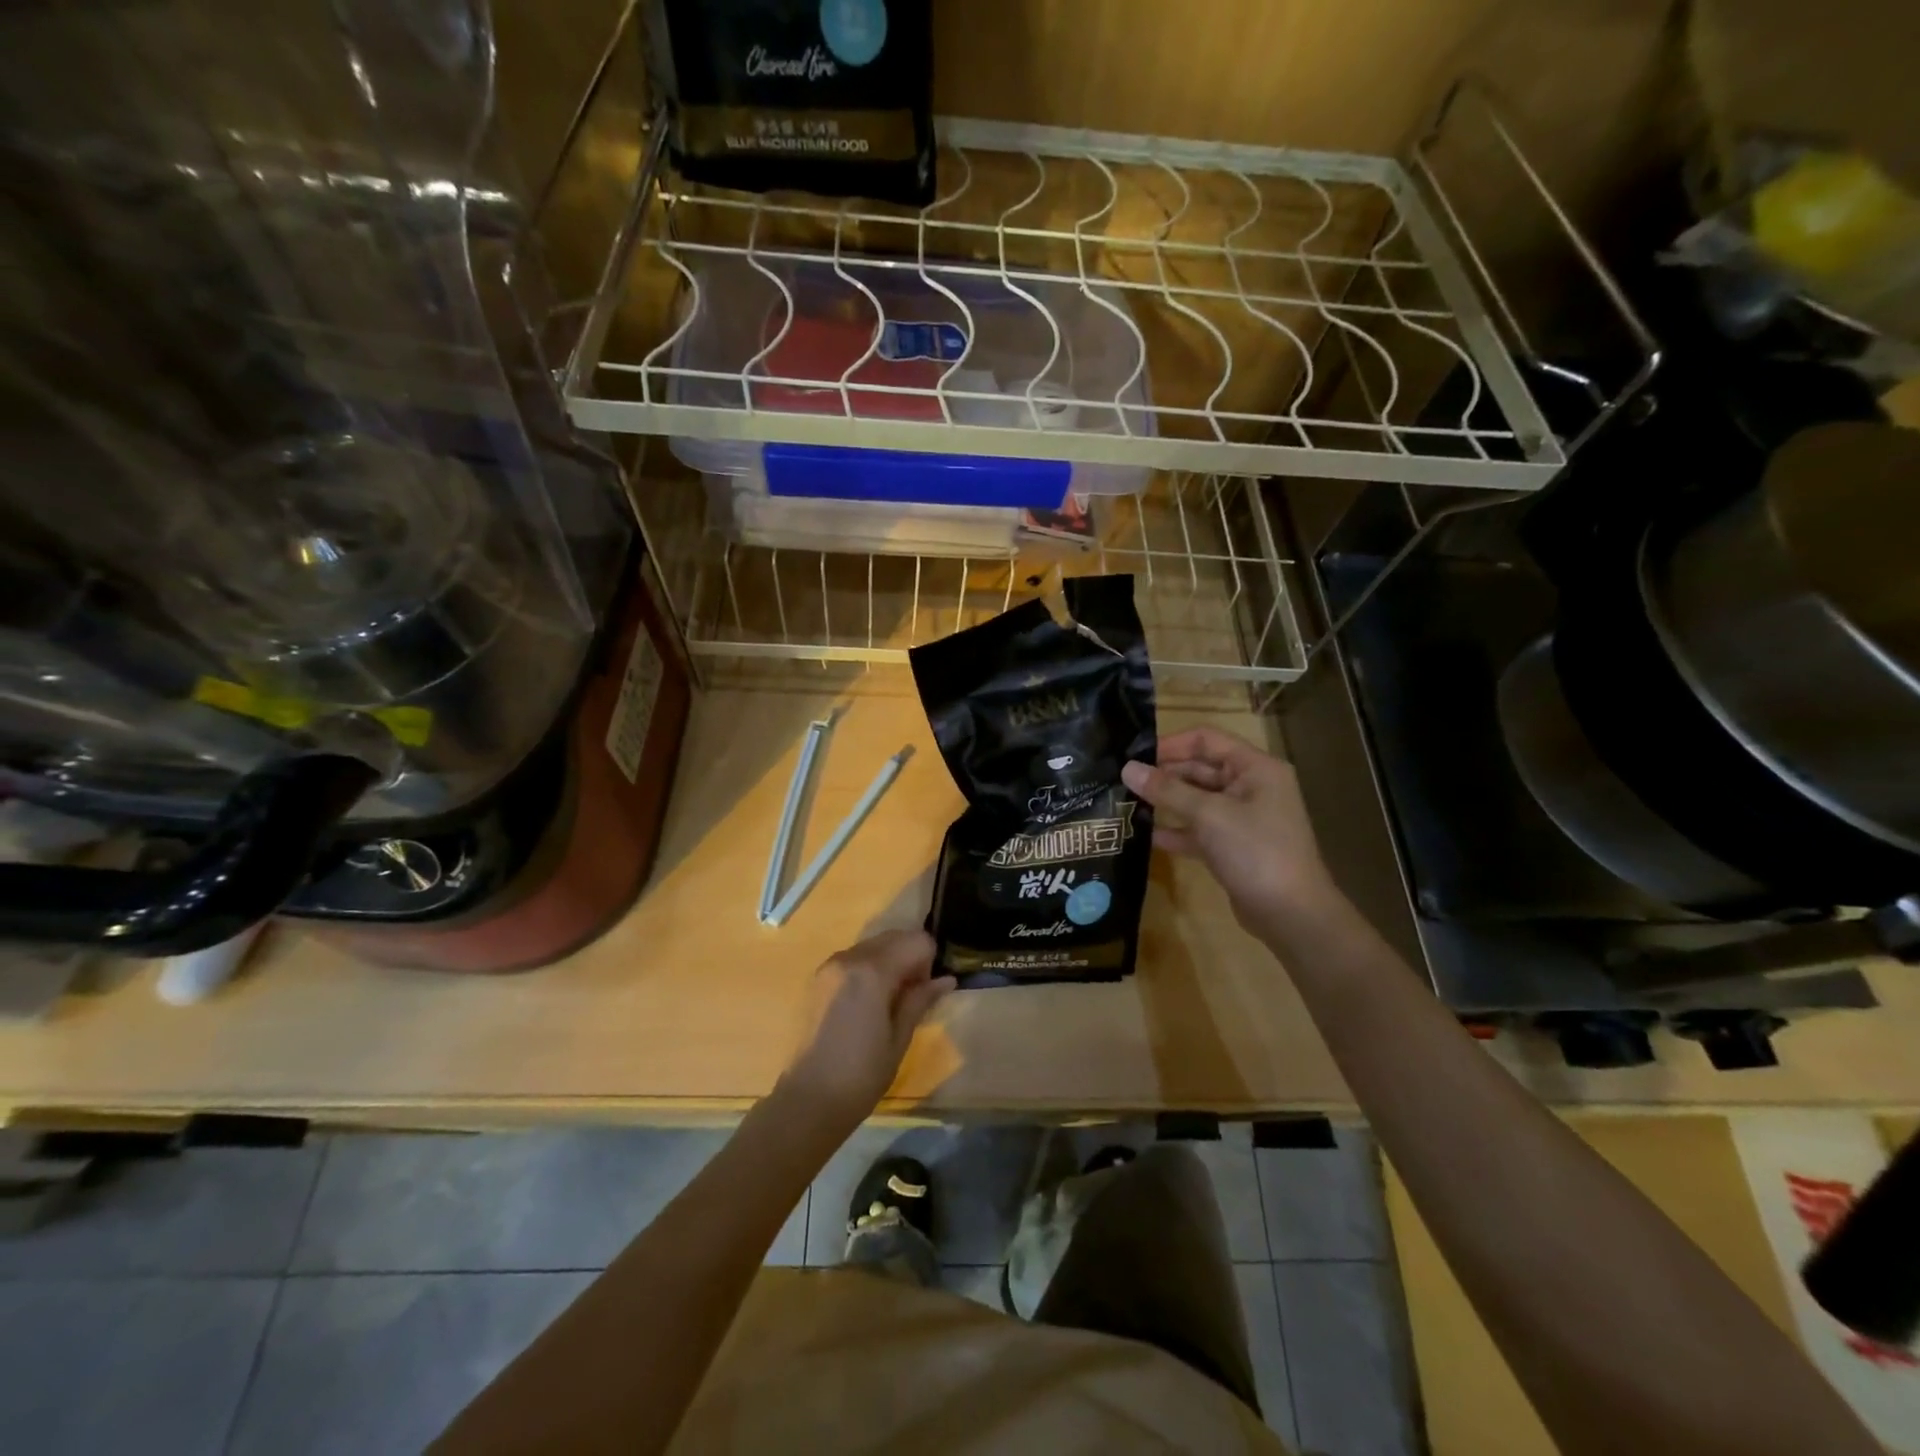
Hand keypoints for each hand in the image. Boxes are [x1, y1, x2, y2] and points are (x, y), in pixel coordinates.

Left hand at [780, 929, 953, 1130]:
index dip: (929, 961)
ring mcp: (830, 965)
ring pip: (873, 945)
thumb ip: (920, 1000)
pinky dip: (869, 967)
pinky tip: (868, 1002)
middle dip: (910, 956)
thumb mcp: (899, 1038)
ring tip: (890, 1001)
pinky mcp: (818, 978)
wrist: (808, 1100)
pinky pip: (854, 958)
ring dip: (890, 960)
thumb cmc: (861, 1075)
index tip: (926, 991)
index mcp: (872, 971)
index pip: (916, 941)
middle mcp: (849, 958)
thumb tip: (946, 979)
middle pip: (894, 937)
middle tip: (912, 995)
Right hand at [1121, 727, 1342, 942]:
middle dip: (1163, 774)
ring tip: (1127, 803)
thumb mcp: (1209, 815)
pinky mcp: (1233, 846)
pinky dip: (1176, 830)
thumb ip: (1167, 790)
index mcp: (1255, 768)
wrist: (1291, 914)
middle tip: (1123, 781)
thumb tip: (1127, 768)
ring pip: (1197, 800)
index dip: (1170, 744)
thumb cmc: (1256, 851)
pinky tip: (1145, 835)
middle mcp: (1250, 787)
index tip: (1134, 756)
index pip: (1206, 739)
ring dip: (1166, 801)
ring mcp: (1242, 818)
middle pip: (1200, 769)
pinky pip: (1199, 829)